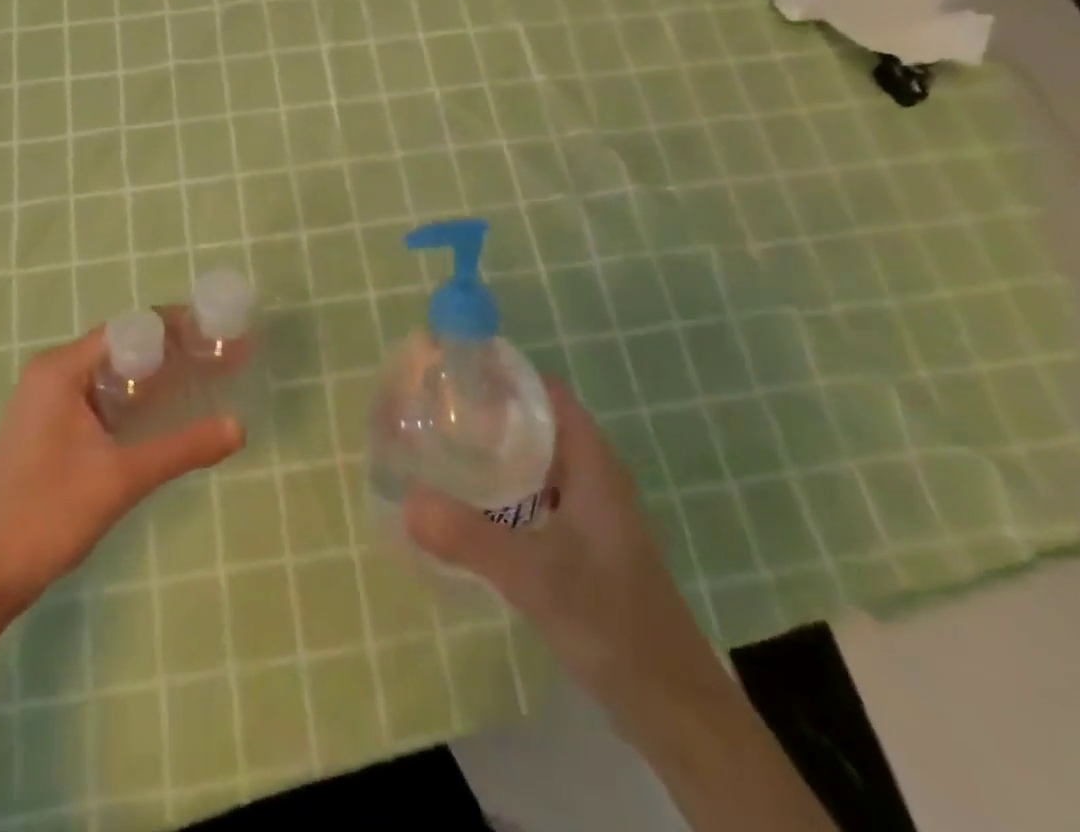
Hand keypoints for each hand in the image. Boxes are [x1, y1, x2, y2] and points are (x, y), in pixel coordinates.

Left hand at [0, 326, 243, 622]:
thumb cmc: (44, 515)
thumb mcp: (121, 479)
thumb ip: (182, 448)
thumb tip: (240, 427)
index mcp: (62, 369)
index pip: (132, 328)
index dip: (180, 328)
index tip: (221, 334)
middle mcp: (54, 373)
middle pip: (125, 346)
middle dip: (176, 350)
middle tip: (224, 357)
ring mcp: (50, 401)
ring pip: (115, 374)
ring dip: (159, 375)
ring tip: (208, 378)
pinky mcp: (52, 428)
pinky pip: (104, 397)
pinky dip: (138, 399)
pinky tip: (169, 413)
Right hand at [403, 380, 725, 711]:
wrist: (672, 705)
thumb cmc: (612, 621)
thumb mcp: (535, 576)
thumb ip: (470, 538)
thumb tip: (407, 501)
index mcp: (591, 463)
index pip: (545, 393)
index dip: (502, 376)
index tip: (453, 374)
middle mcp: (591, 475)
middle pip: (535, 422)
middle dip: (487, 413)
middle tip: (433, 411)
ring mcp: (589, 510)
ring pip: (534, 460)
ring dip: (493, 451)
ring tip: (440, 448)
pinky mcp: (581, 541)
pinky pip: (535, 494)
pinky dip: (503, 488)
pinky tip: (469, 505)